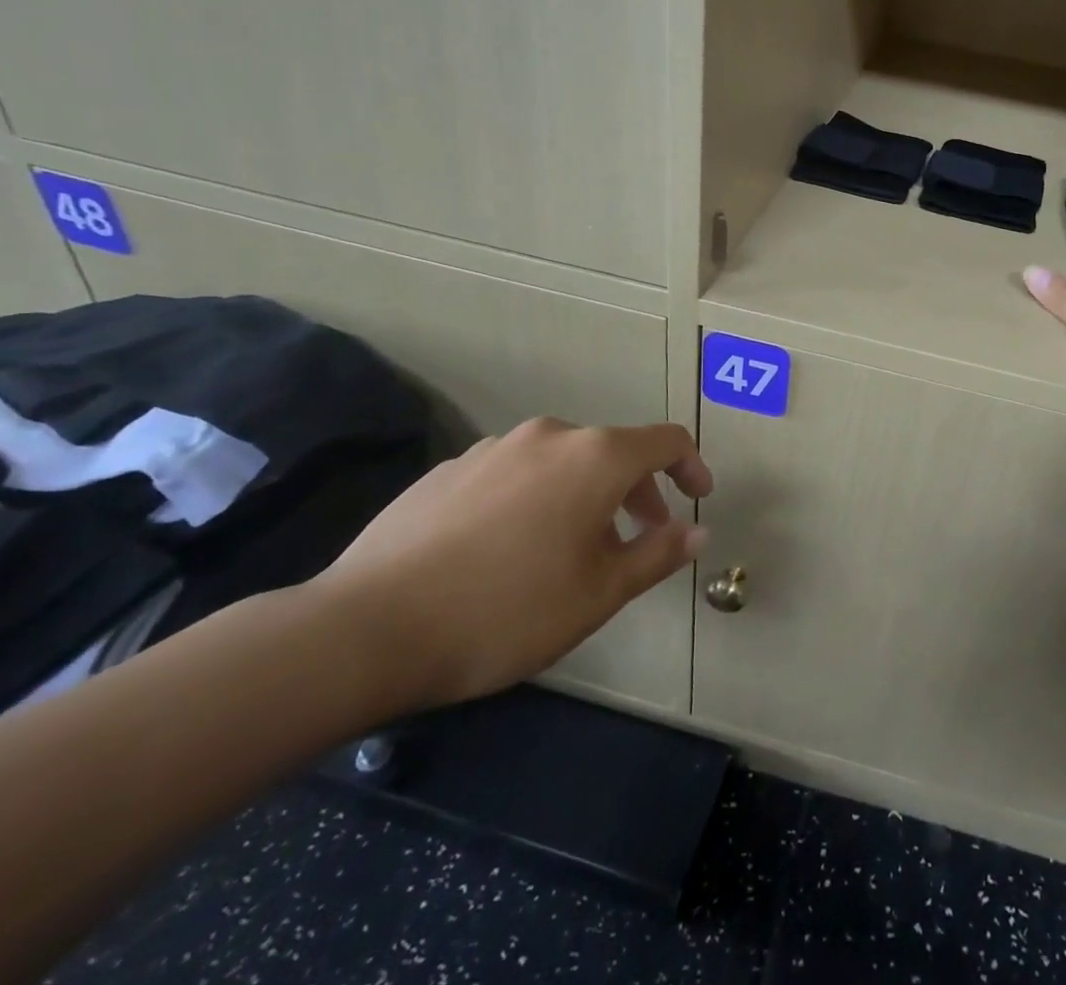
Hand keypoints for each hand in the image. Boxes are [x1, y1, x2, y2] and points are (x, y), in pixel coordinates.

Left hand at [308, 419, 711, 711]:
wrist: (367, 628)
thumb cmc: (507, 610)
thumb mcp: (599, 593)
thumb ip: (657, 554)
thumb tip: (697, 531)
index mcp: (594, 457)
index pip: (664, 441)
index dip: (690, 465)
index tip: (698, 498)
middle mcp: (549, 437)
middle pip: (612, 452)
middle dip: (637, 492)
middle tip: (639, 540)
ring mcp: (494, 448)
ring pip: (562, 463)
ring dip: (585, 496)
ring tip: (571, 552)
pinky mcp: (449, 469)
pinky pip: (514, 474)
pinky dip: (535, 499)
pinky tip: (508, 551)